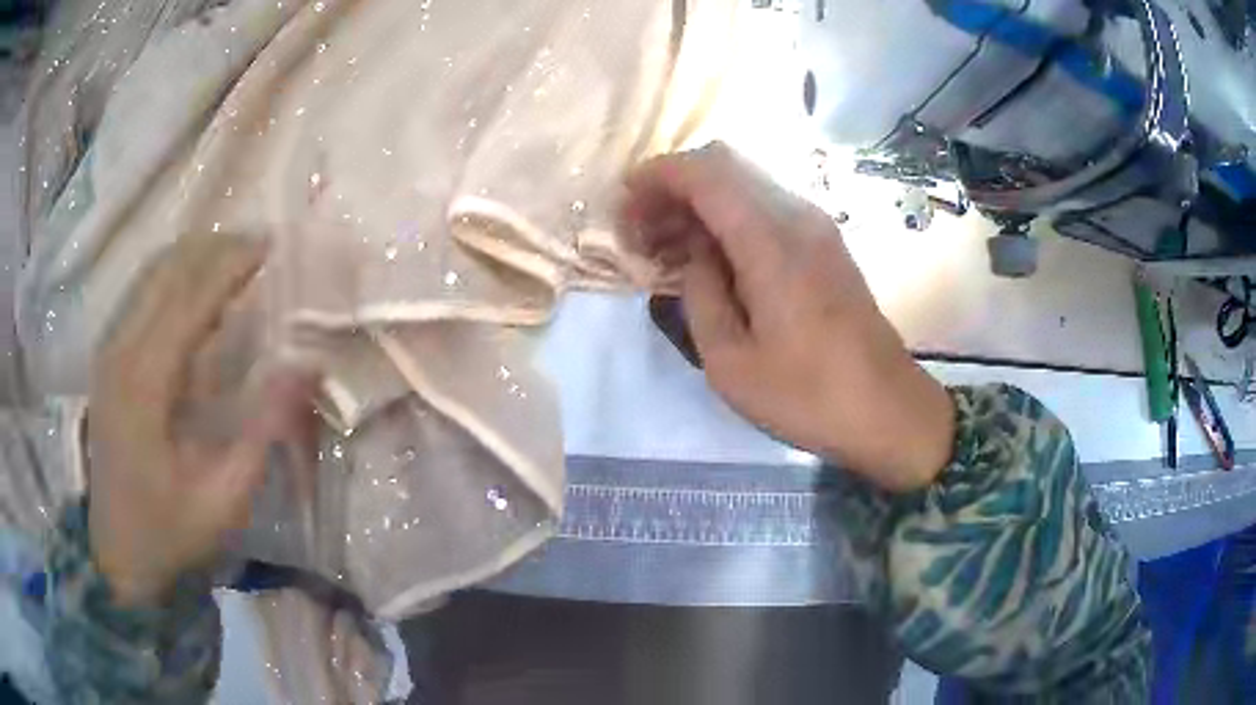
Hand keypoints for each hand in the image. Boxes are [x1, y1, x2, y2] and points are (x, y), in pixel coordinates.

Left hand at [88, 234, 317, 605]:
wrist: (119, 558)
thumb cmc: (171, 533)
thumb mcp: (226, 497)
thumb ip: (264, 428)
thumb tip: (307, 365)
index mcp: (144, 383)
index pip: (190, 298)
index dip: (231, 265)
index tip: (271, 244)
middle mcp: (119, 352)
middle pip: (166, 271)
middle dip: (214, 249)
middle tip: (258, 245)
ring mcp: (108, 352)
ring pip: (149, 276)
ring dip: (192, 256)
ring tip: (233, 257)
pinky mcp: (106, 360)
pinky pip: (139, 295)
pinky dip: (171, 277)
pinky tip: (194, 287)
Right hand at [623, 143, 954, 491]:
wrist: (887, 410)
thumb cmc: (808, 397)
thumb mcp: (731, 363)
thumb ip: (700, 295)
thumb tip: (692, 255)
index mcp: (771, 242)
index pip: (706, 172)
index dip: (657, 176)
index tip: (624, 202)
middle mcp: (797, 217)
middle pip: (724, 167)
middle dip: (673, 188)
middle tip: (641, 234)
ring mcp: (817, 227)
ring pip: (745, 186)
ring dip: (700, 204)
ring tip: (667, 249)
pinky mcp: (826, 245)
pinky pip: (766, 210)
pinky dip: (728, 219)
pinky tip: (711, 259)